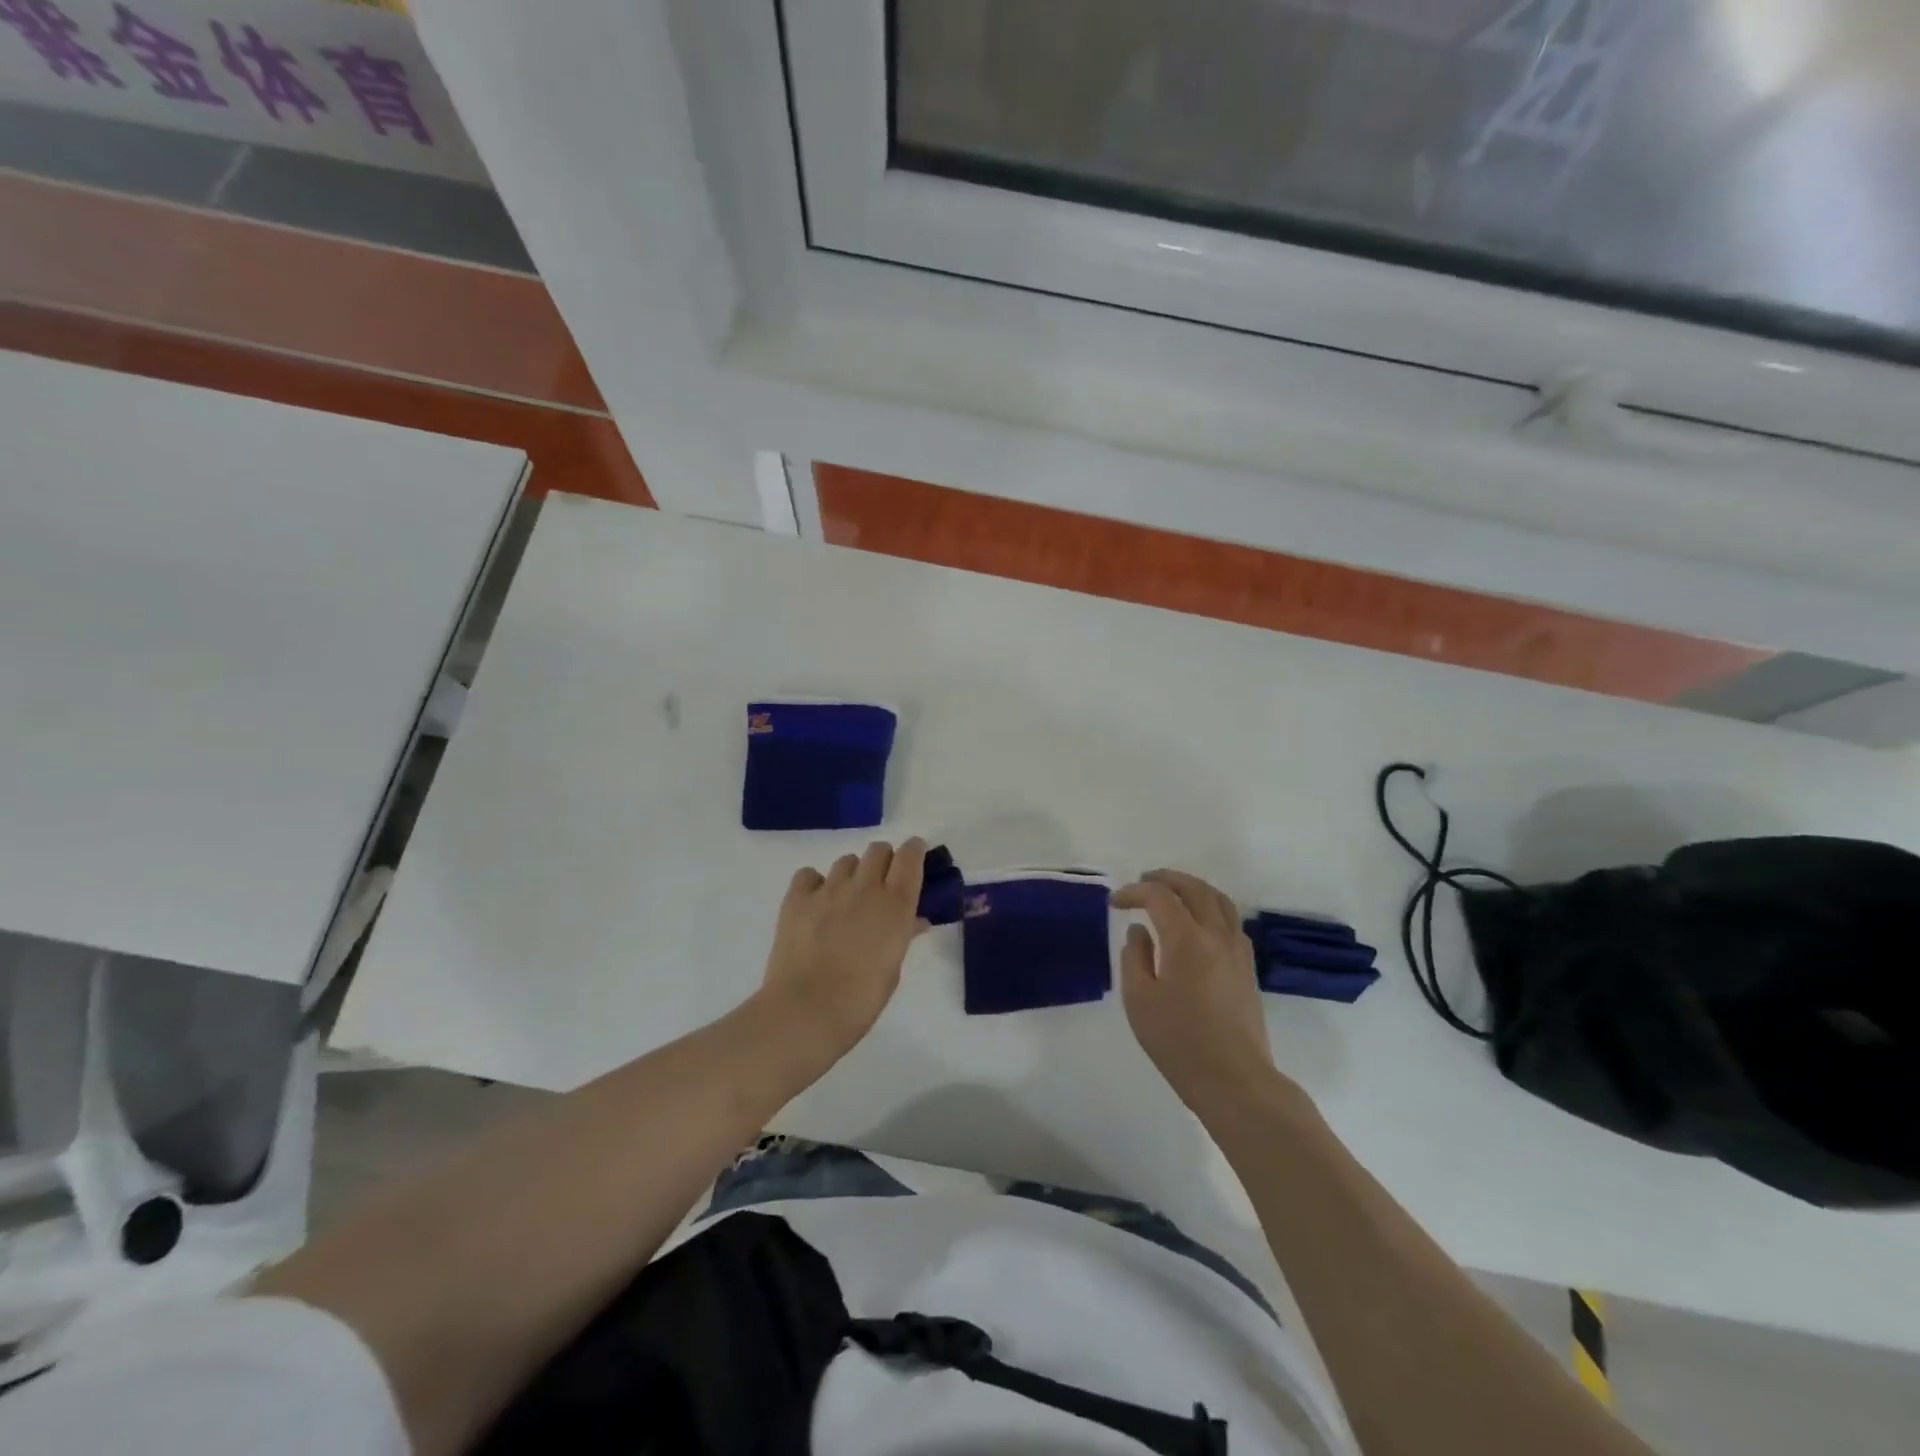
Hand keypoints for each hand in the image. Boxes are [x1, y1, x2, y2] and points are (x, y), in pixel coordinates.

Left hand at [758, 839, 928, 1055]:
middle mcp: (865, 886)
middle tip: (881, 885)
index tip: (914, 859)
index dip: (914, 851)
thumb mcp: (893, 967)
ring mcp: (828, 889)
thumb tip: (915, 921)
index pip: (910, 855)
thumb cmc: (861, 998)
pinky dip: (815, 884)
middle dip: (883, 861)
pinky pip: (809, 875)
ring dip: (852, 874)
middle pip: (878, 850)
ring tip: (846, 901)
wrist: (807, 1010)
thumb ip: (904, 935)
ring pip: (846, 861)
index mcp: (896, 903)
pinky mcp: (796, 898)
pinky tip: (815, 905)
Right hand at [1113, 870, 1276, 1112]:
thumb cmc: (1179, 1042)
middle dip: (1166, 879)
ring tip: (1172, 894)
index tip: (1115, 903)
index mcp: (1187, 939)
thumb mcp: (1140, 1000)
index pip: (1159, 897)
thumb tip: (1139, 932)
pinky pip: (1231, 921)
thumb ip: (1134, 957)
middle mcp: (1216, 935)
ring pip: (1219, 900)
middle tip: (1143, 881)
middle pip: (1194, 888)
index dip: (1135, 892)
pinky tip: (1198, 924)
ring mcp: (1237, 950)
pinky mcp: (1247, 968)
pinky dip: (1211, 908)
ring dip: (1193, 888)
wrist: (1235, 1081)